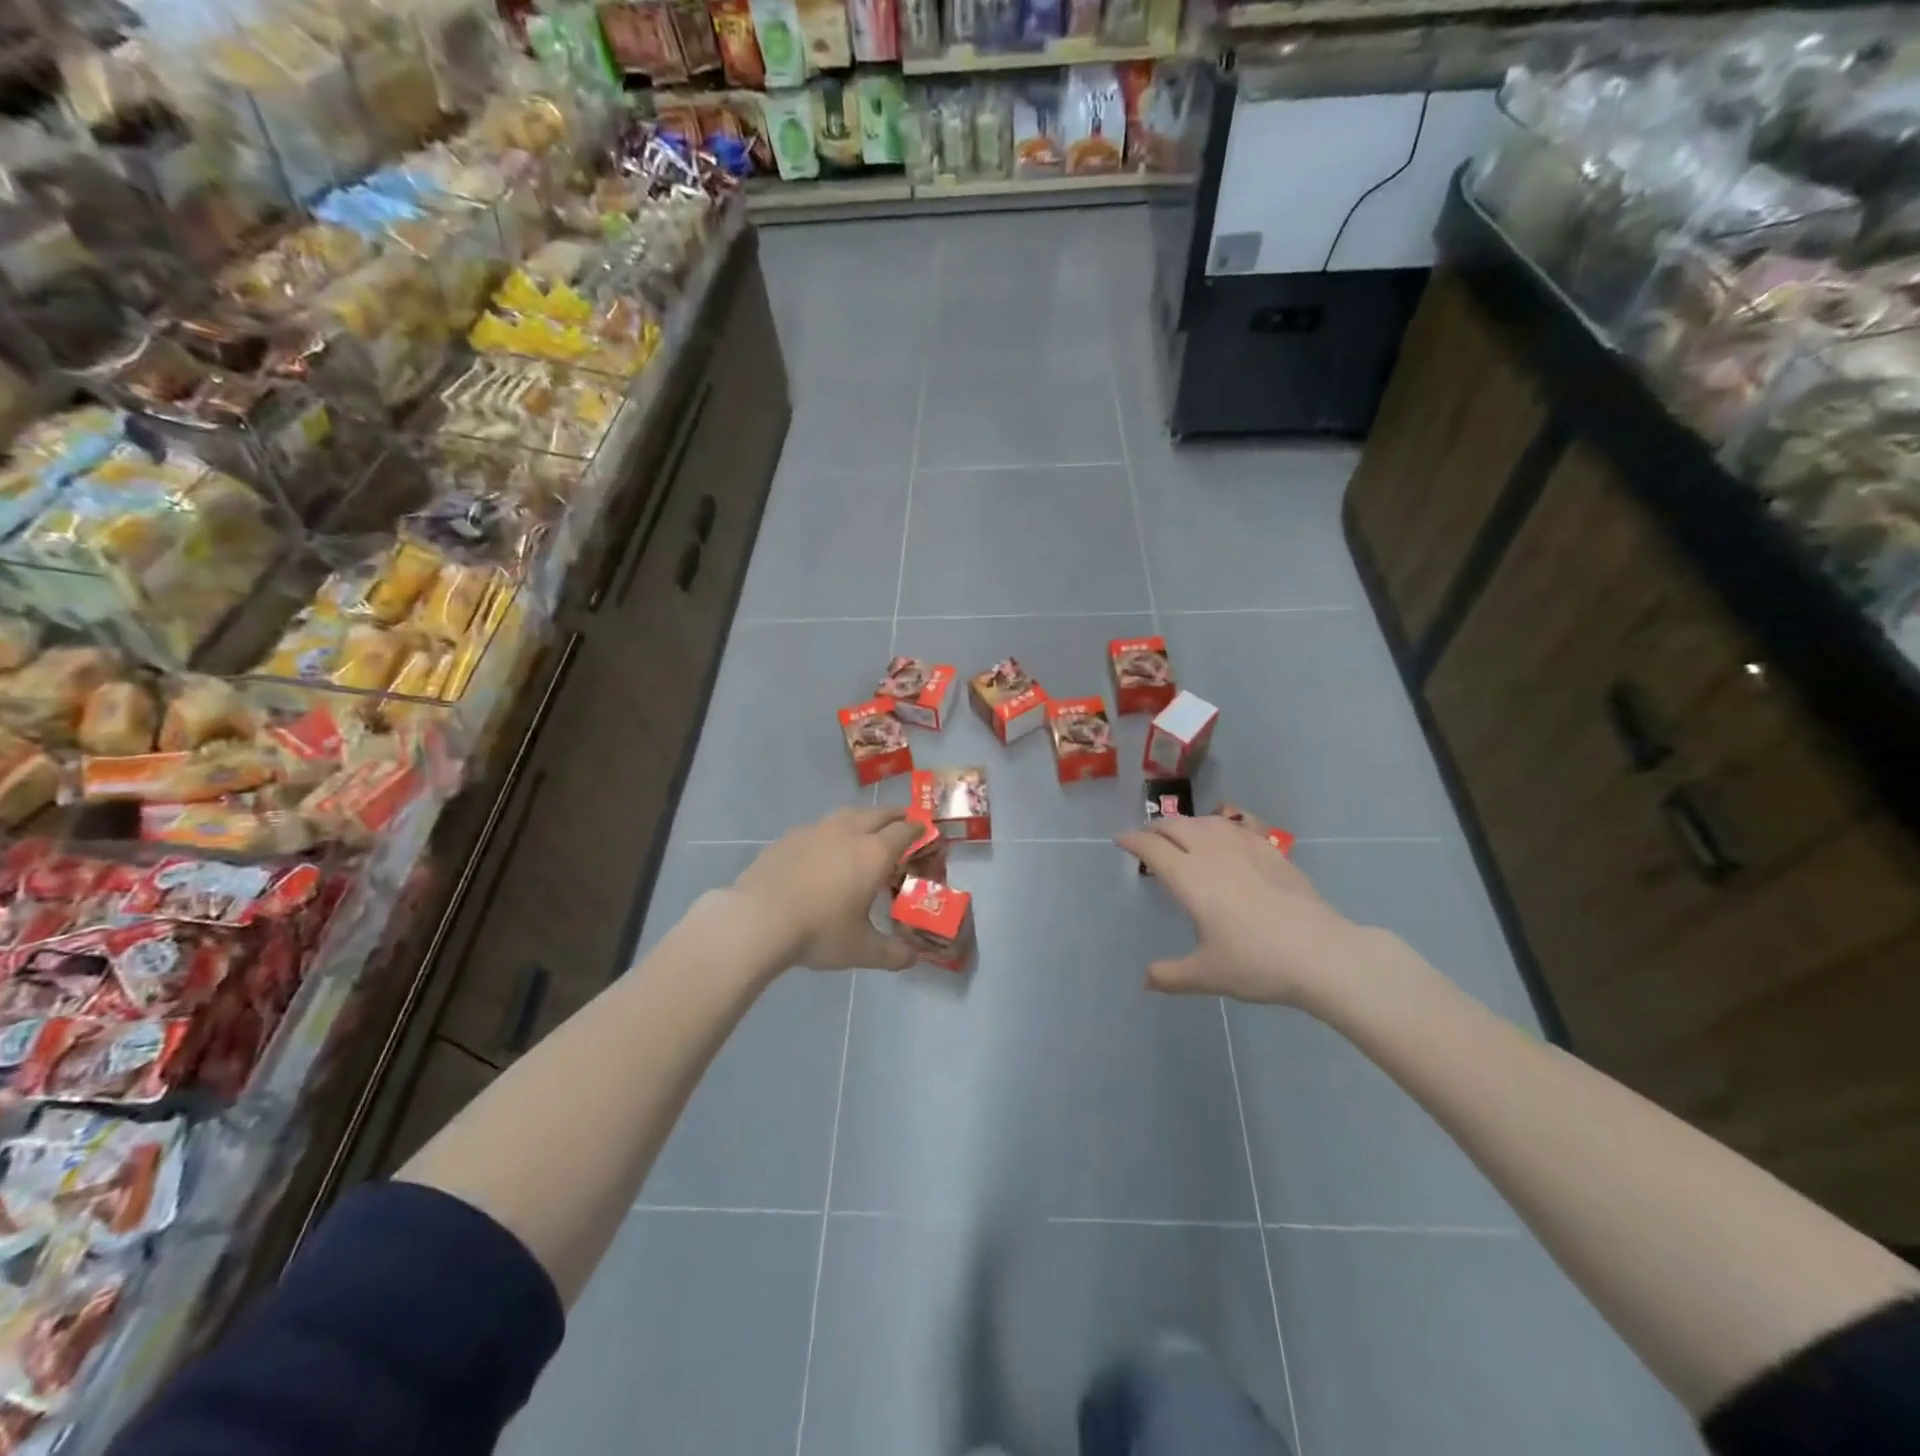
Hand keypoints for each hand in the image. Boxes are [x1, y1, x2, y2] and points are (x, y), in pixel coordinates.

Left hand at [730, 807, 921, 970]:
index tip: (924, 830)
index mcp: (873, 854)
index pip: (903, 831)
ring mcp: (815, 832)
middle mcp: (847, 833)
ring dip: (862, 818)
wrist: (758, 920)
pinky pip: (817, 828)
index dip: (917, 829)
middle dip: (894, 816)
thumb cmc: (819, 932)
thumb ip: (890, 954)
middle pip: (877, 814)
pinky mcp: (788, 838)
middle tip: (902, 822)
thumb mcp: (860, 950)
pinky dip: (829, 833)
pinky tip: (822, 850)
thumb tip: (911, 959)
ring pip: (846, 815)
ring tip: (864, 829)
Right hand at [1118, 815, 1371, 1007]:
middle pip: (1176, 826)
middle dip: (1156, 827)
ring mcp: (1245, 848)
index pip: (1152, 848)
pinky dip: (1220, 825)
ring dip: (1187, 823)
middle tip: (1147, 837)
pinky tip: (1225, 836)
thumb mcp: (1207, 975)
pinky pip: (1238, 826)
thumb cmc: (1257, 962)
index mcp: (1189, 878)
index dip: (1132, 841)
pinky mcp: (1272, 852)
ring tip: (1182, 834)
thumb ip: (1171, 976)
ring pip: (1207, 821)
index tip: (1120, 840)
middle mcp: (1212, 854)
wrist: (1322, 954)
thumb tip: (1145, 981)